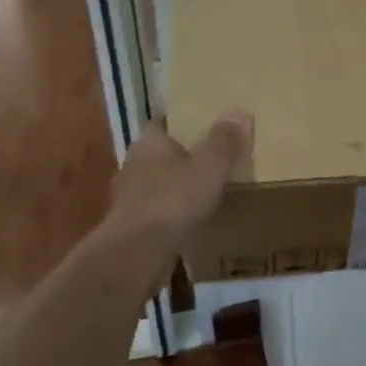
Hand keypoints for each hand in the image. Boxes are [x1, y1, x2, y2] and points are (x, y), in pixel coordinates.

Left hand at [109, 110, 252, 240]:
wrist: (138, 253)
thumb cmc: (175, 200)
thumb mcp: (211, 165)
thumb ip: (225, 140)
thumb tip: (240, 112)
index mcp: (149, 142)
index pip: (163, 124)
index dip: (182, 127)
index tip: (204, 132)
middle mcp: (132, 164)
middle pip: (158, 156)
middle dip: (179, 160)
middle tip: (208, 166)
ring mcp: (125, 198)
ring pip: (153, 186)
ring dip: (172, 191)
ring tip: (200, 199)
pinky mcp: (125, 227)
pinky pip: (151, 215)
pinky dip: (166, 218)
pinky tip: (185, 227)